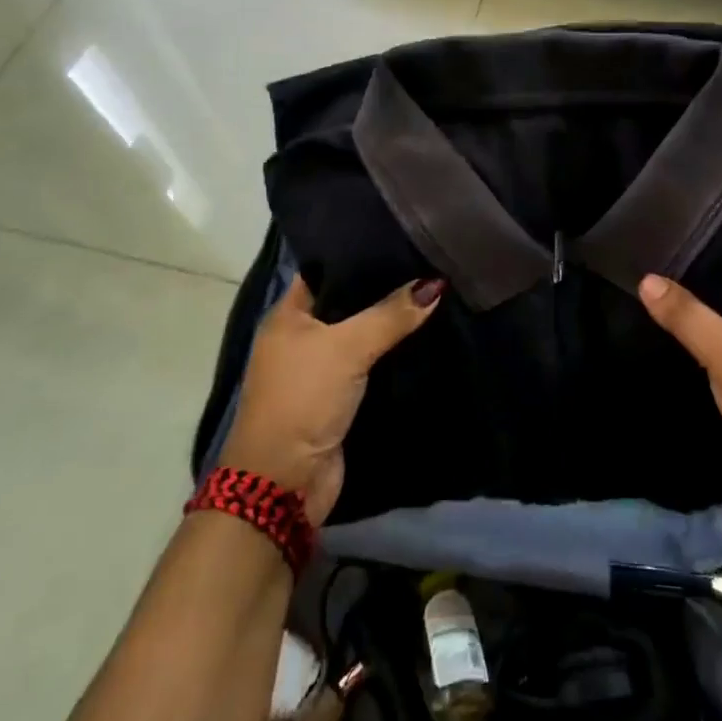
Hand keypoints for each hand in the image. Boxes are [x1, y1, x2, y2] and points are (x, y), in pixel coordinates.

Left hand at [220, 275, 442, 523]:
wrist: (285, 483)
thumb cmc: (303, 399)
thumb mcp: (347, 347)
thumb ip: (391, 314)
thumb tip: (436, 284)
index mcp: (288, 315)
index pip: (325, 269)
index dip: (359, 254)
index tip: (400, 236)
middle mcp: (301, 337)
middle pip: (348, 302)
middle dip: (384, 288)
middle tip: (428, 262)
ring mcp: (320, 369)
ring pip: (363, 334)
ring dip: (391, 323)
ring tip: (435, 291)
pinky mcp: (340, 398)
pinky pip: (371, 364)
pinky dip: (393, 354)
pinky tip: (426, 335)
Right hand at [638, 261, 721, 537]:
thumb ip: (688, 315)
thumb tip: (645, 278)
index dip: (709, 245)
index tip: (667, 232)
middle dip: (691, 279)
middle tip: (645, 260)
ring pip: (717, 321)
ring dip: (689, 312)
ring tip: (643, 288)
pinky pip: (712, 349)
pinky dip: (690, 341)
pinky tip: (658, 331)